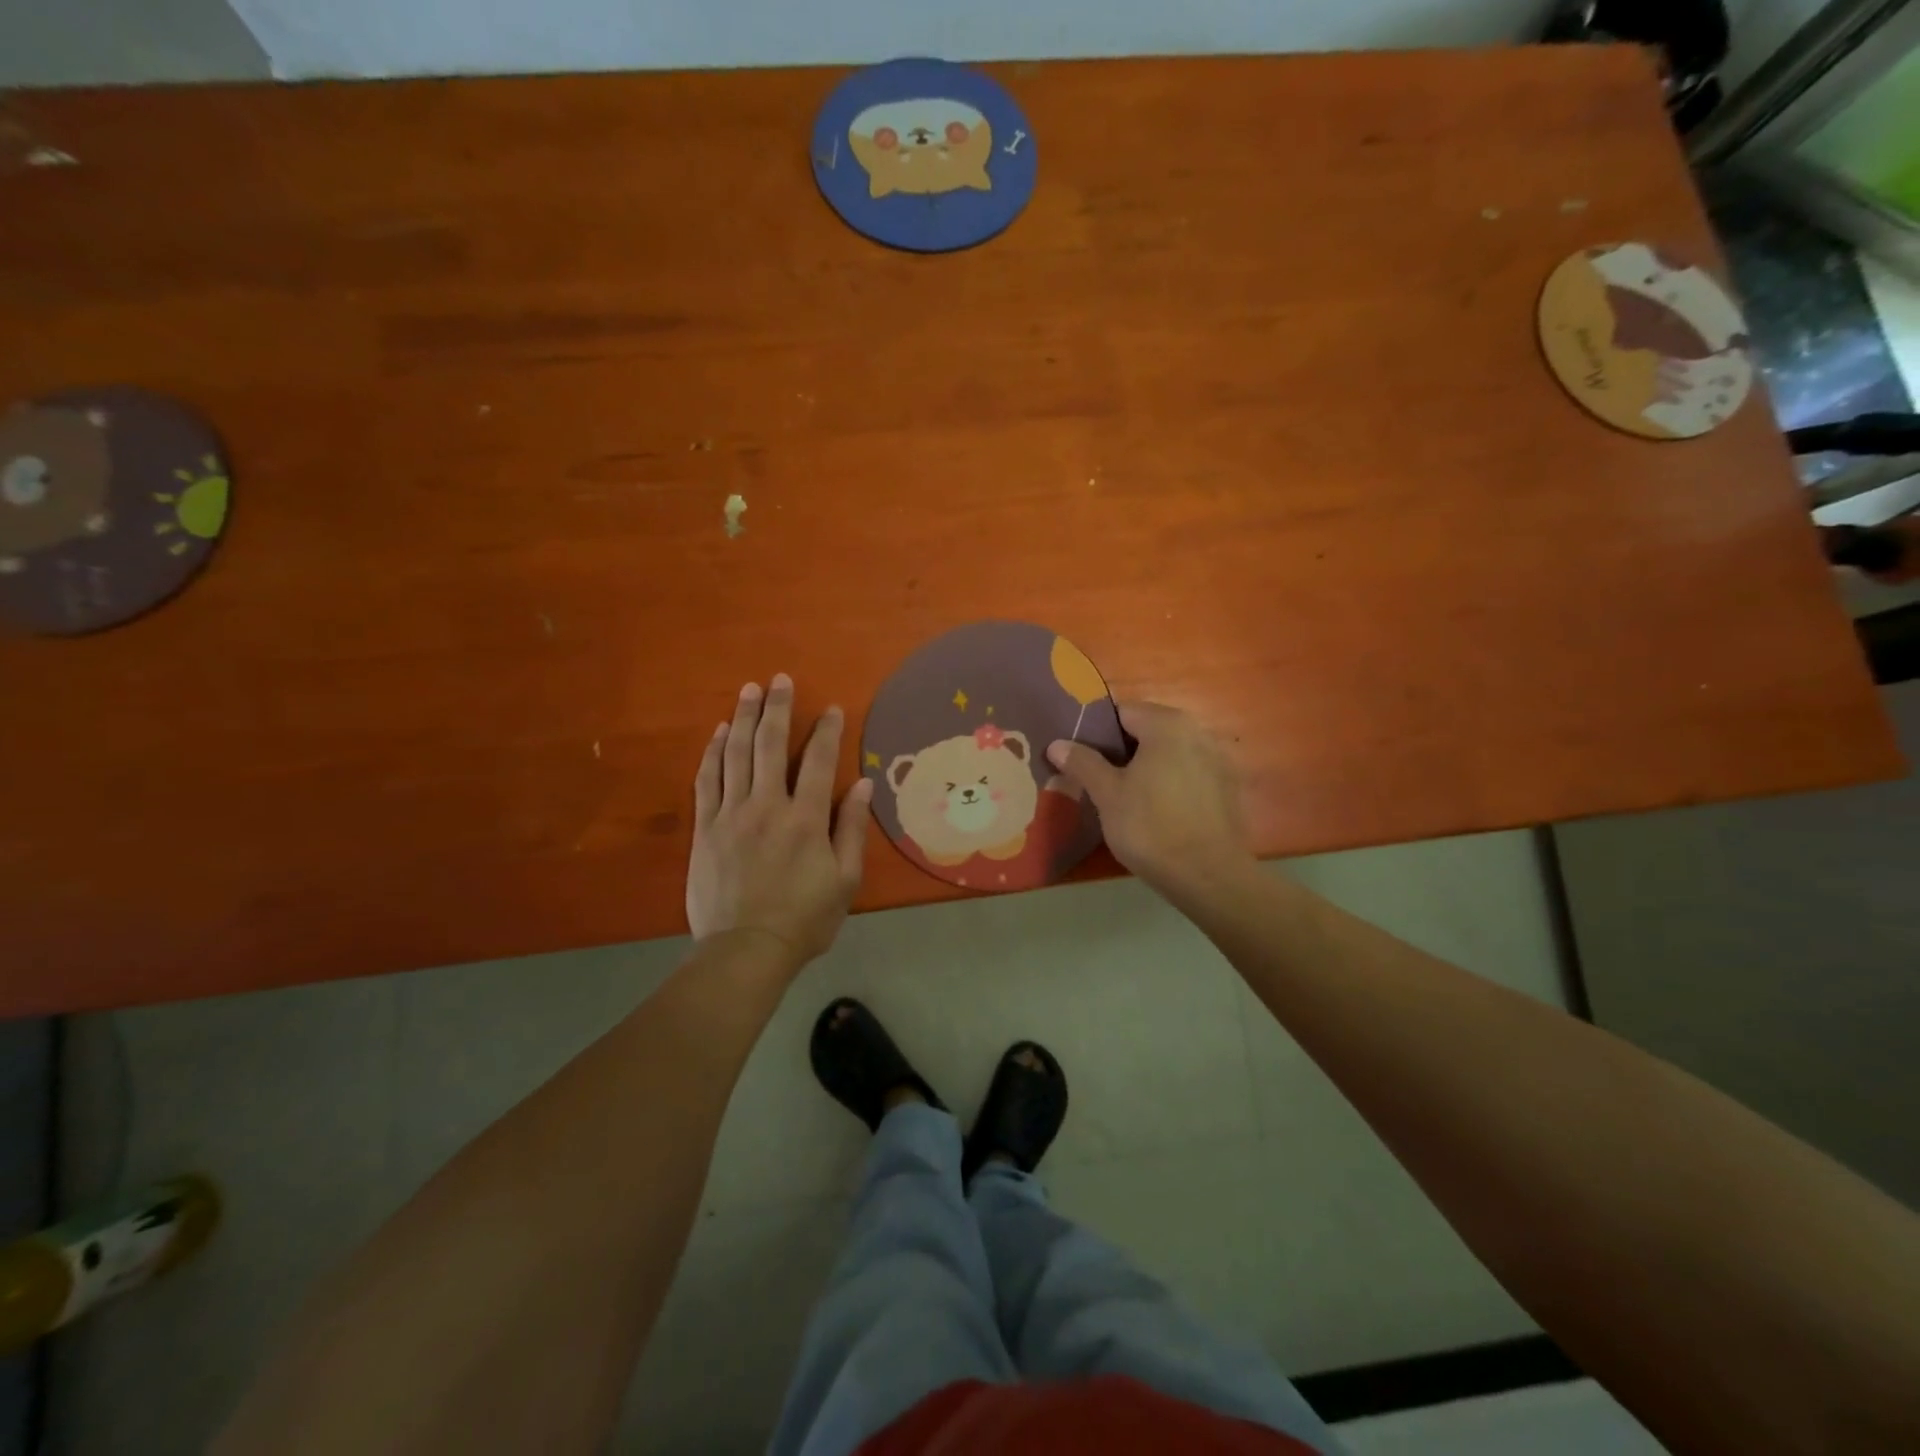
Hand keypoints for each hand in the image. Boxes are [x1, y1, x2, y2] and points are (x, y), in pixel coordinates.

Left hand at [688, 674, 873, 969]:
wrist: (745, 950)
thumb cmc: (805, 918)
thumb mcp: (844, 880)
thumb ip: (850, 829)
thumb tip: (861, 786)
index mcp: (806, 819)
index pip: (820, 761)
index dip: (827, 731)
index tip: (831, 708)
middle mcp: (768, 806)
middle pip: (772, 745)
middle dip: (778, 708)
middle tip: (780, 679)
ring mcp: (731, 814)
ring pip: (737, 754)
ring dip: (745, 719)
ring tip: (750, 690)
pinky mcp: (705, 828)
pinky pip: (707, 780)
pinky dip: (714, 752)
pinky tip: (720, 732)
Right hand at [1046, 702, 1249, 898]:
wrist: (1209, 876)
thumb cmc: (1151, 828)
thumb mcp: (1108, 795)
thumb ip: (1083, 763)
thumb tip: (1057, 743)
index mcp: (1167, 724)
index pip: (1121, 712)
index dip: (1096, 732)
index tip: (1080, 756)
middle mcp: (1198, 731)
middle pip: (1148, 730)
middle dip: (1122, 750)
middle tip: (1098, 778)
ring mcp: (1218, 759)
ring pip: (1170, 753)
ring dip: (1148, 766)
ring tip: (1126, 795)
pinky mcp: (1228, 787)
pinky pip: (1189, 773)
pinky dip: (1171, 782)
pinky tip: (1158, 809)